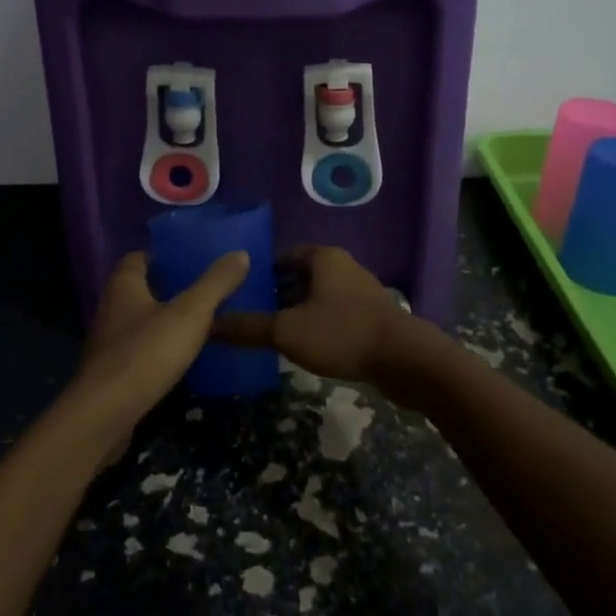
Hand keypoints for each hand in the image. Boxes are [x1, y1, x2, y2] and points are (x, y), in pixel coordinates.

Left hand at [67, 250, 248, 464]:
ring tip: (198, 323)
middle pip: (139, 289)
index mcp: (124, 286)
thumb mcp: (190, 313)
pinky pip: (138, 352)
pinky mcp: (112, 375)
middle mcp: (111, 309)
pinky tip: (181, 359)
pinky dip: (158, 350)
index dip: (162, 256)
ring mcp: (109, 344)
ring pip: (139, 322)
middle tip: (202, 289)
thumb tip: (241, 253)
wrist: (105, 415)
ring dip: (163, 321)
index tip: (189, 259)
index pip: (138, 258)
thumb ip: (215, 283)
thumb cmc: (147, 352)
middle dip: (167, 288)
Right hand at [211, 245, 430, 385]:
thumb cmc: (343, 333)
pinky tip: (307, 347)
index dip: (260, 273)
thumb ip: (249, 327)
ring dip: (298, 311)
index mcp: (323, 257)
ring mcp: (360, 290)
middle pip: (300, 275)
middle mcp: (342, 266)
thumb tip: (210, 324)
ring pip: (318, 295)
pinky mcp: (372, 315)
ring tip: (274, 335)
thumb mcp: (288, 331)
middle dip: (277, 294)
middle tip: (252, 316)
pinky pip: (335, 312)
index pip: (282, 255)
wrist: (406, 360)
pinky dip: (318, 324)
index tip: (240, 293)